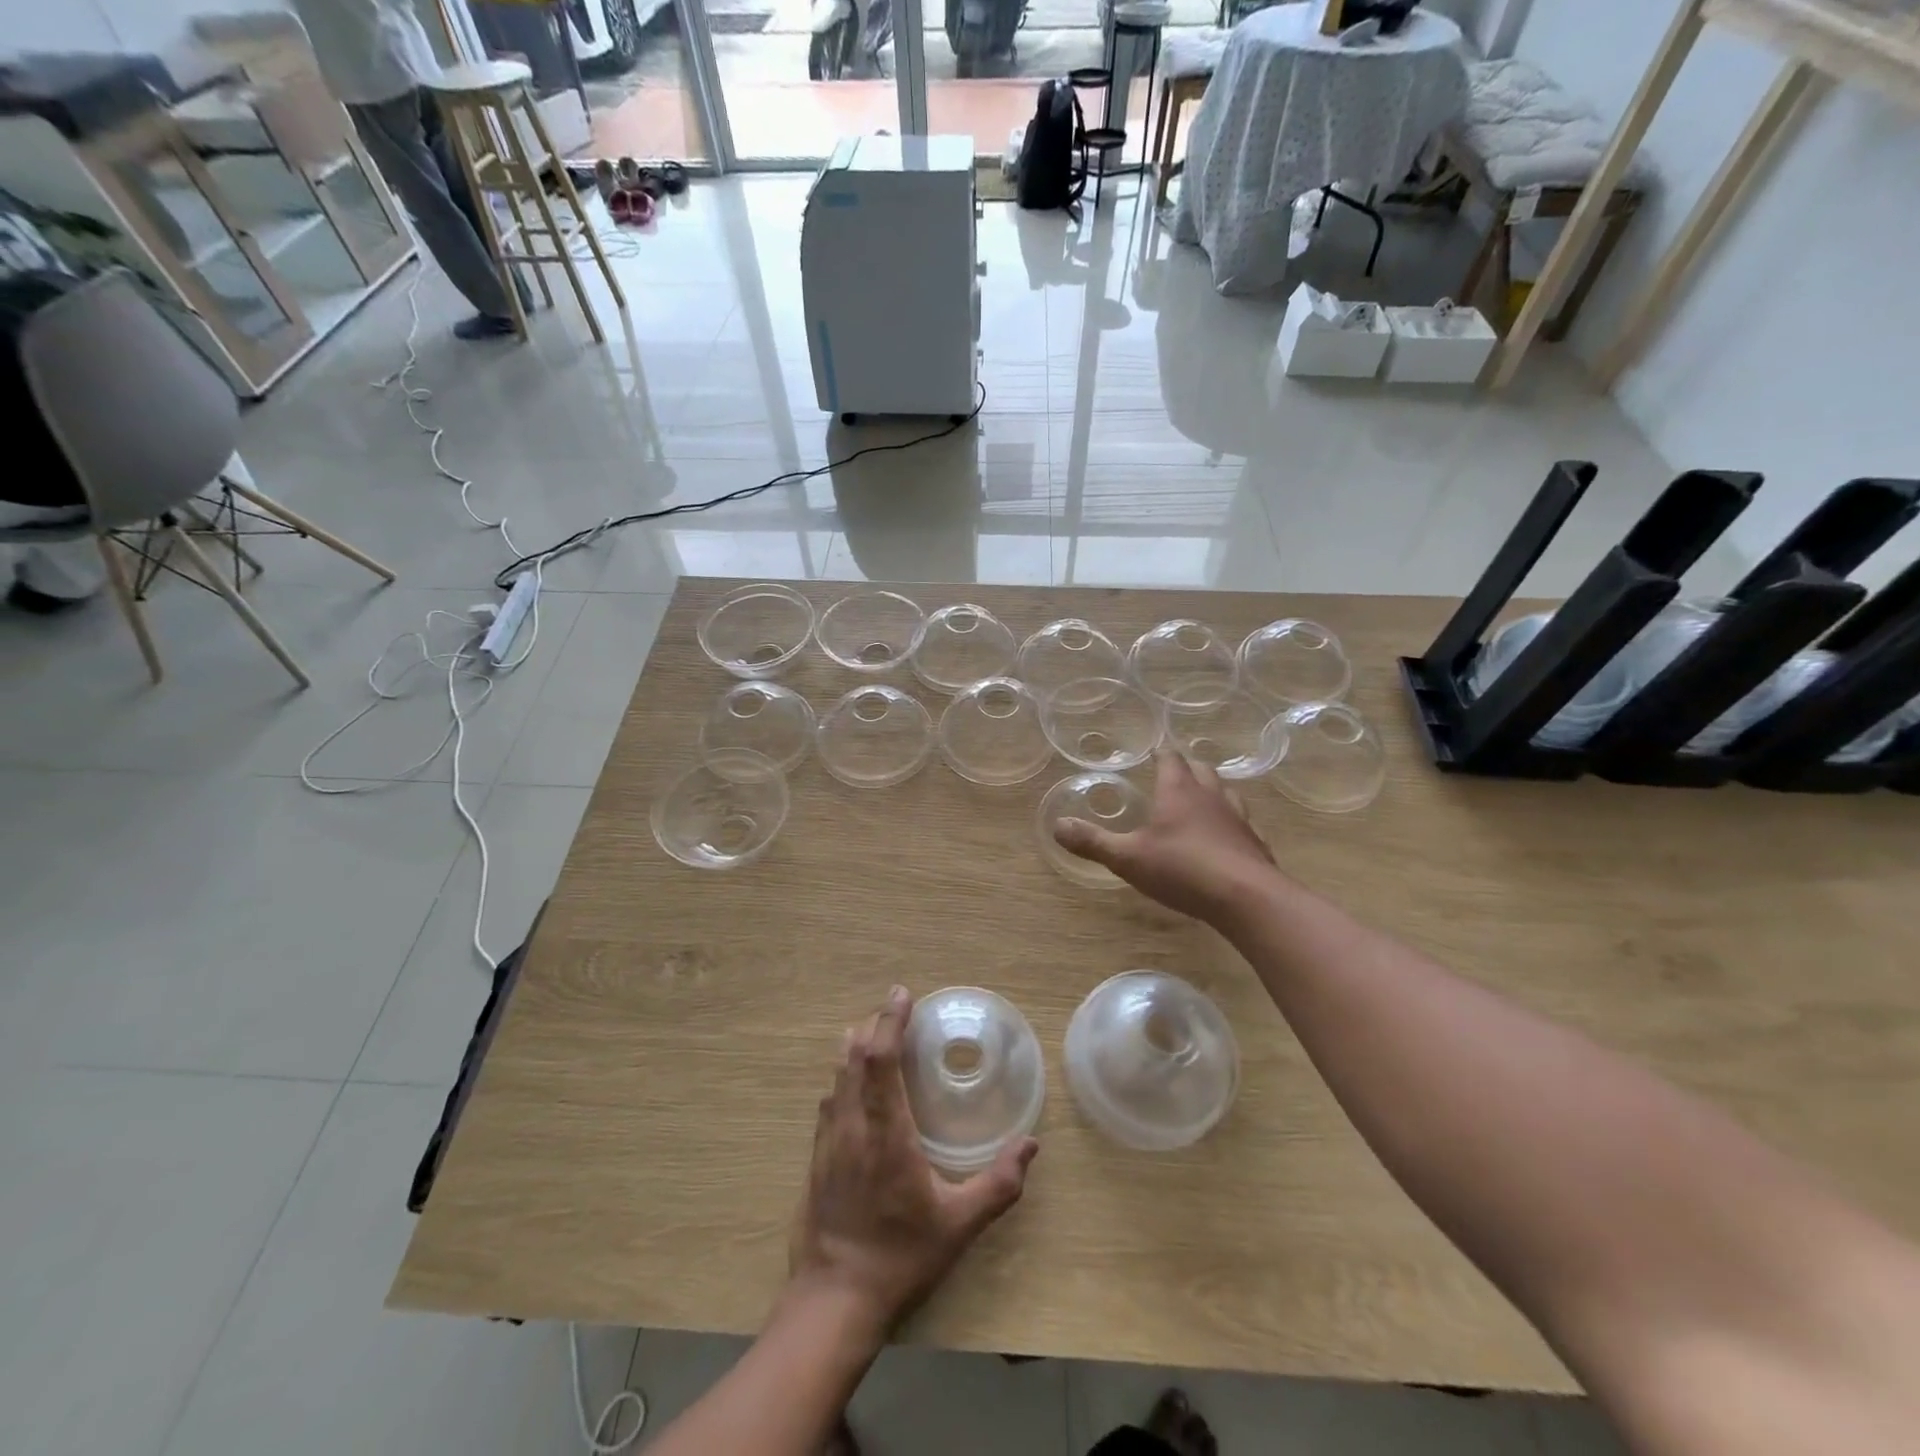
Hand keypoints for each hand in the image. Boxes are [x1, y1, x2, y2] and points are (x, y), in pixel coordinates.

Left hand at [790, 986, 1038, 1332]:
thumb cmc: (900, 1257)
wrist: (833, 1300)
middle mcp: (851, 1124)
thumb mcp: (958, 1226)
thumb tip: (1031, 1146)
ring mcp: (828, 1139)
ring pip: (836, 1074)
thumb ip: (998, 1185)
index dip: (890, 1020)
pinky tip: (856, 1084)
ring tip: (878, 1035)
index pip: (880, 1059)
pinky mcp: (816, 1155)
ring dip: (856, 1046)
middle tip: (897, 1012)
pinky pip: (829, 1098)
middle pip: (853, 1055)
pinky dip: (844, 1075)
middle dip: (874, 1024)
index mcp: (885, 1131)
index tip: (903, 994)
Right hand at [1052, 746, 1278, 923]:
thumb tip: (1057, 826)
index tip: (1153, 752)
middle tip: (1174, 773)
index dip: (1160, 753)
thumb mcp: (1127, 857)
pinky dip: (1232, 823)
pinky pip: (1244, 823)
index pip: (1170, 759)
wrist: (1246, 898)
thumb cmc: (1182, 869)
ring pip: (1226, 792)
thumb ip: (1093, 841)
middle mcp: (1211, 796)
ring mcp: (1238, 818)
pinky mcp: (1255, 843)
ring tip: (1201, 799)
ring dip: (1212, 791)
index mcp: (1178, 791)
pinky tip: (1228, 837)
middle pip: (1201, 770)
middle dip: (1186, 767)